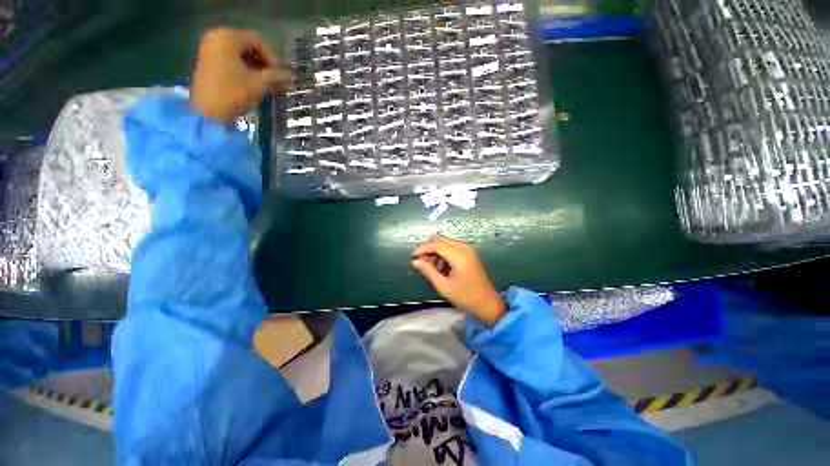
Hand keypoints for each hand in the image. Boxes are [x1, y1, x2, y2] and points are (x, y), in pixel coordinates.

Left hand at [190, 28, 292, 122]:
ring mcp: (210, 47)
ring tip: (267, 82)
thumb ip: (276, 76)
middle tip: (276, 78)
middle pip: (248, 45)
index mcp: (228, 38)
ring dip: (256, 66)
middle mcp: (217, 36)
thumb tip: (292, 76)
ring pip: (240, 52)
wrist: (207, 111)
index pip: (258, 41)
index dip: (272, 57)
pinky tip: (253, 81)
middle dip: (264, 62)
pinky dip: (244, 67)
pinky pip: (231, 58)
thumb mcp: (258, 84)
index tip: (281, 74)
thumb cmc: (233, 94)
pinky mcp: (208, 59)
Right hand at [412, 236, 506, 325]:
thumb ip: (428, 271)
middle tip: (420, 262)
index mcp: (459, 256)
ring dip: (435, 251)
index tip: (413, 256)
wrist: (487, 303)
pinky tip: (439, 266)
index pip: (437, 244)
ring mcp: (468, 250)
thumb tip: (415, 262)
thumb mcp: (443, 286)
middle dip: (428, 249)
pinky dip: (443, 253)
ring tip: (430, 266)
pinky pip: (452, 247)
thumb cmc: (465, 297)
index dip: (423, 248)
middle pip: (441, 240)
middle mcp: (464, 248)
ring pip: (446, 243)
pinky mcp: (469, 253)